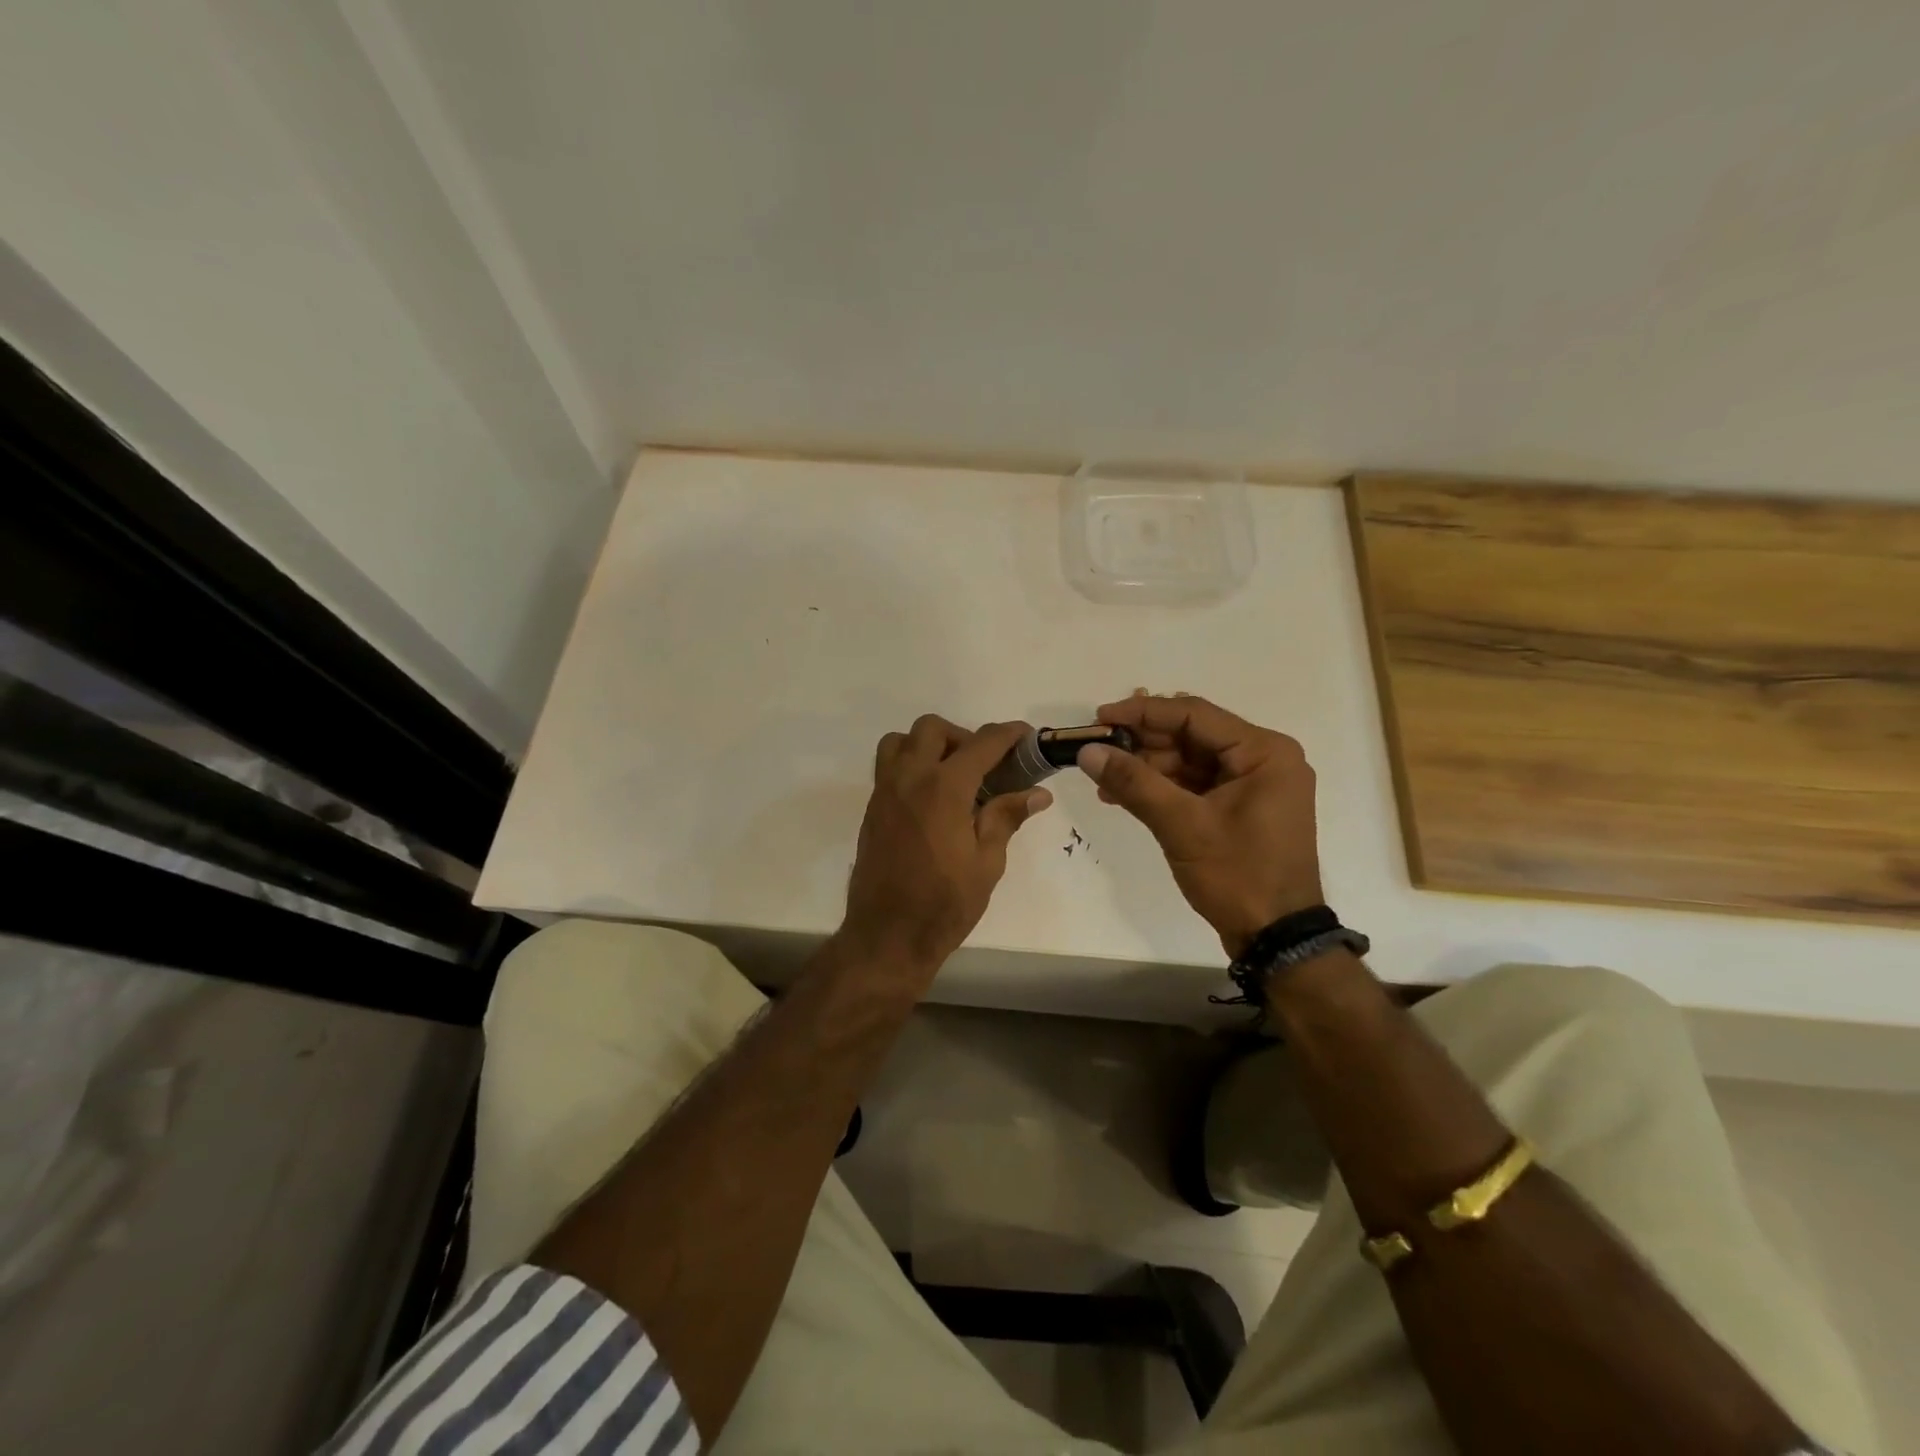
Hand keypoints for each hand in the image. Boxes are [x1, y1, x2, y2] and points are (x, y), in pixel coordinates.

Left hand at [838, 716, 1051, 982]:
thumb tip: (1038, 793)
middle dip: (964, 737)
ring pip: (901, 741)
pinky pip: (888, 766)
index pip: (981, 744)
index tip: (1027, 736)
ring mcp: (885, 792)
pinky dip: (911, 764)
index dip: (1008, 735)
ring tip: (952, 775)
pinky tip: (932, 798)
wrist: (887, 936)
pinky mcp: (873, 808)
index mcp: (943, 788)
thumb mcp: (987, 863)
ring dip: (928, 745)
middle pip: (933, 729)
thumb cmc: (945, 904)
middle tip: (985, 766)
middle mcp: (909, 778)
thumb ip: (1006, 817)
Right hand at [1077, 693, 1323, 956]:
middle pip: (1191, 735)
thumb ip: (1133, 783)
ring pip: (1189, 760)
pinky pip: (1195, 784)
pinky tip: (1122, 795)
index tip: (1100, 717)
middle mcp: (1263, 758)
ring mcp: (1253, 784)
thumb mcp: (1182, 825)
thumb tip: (1087, 750)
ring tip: (1103, 778)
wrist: (1275, 938)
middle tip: (1097, 749)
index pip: (1194, 715)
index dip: (1143, 713)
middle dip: (1142, 743)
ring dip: (1146, 767)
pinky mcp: (1240, 807)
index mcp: (1263, 752)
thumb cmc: (1238, 875)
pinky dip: (1161, 788)